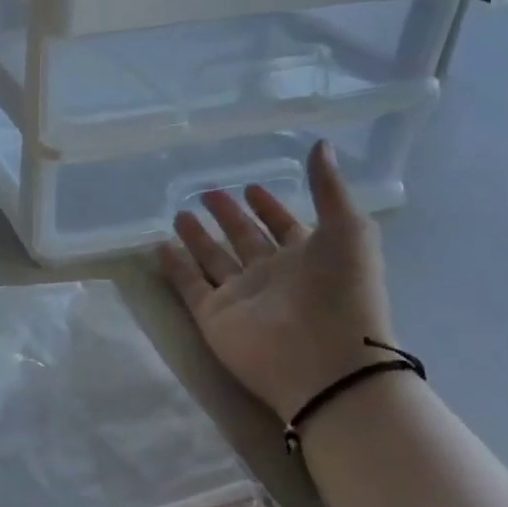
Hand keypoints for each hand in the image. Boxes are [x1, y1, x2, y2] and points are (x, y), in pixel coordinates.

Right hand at [159, 141, 393, 421]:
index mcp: (307, 256)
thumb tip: (320, 143)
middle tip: (207, 193)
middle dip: (227, 216)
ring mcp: (240, 296)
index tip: (251, 186)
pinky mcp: (214, 316)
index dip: (269, 206)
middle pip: (243, 239)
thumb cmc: (342, 293)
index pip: (283, 225)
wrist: (325, 363)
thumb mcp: (347, 231)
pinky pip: (189, 285)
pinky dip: (174, 267)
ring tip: (179, 214)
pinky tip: (160, 246)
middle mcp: (271, 275)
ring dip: (197, 238)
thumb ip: (328, 189)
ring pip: (212, 260)